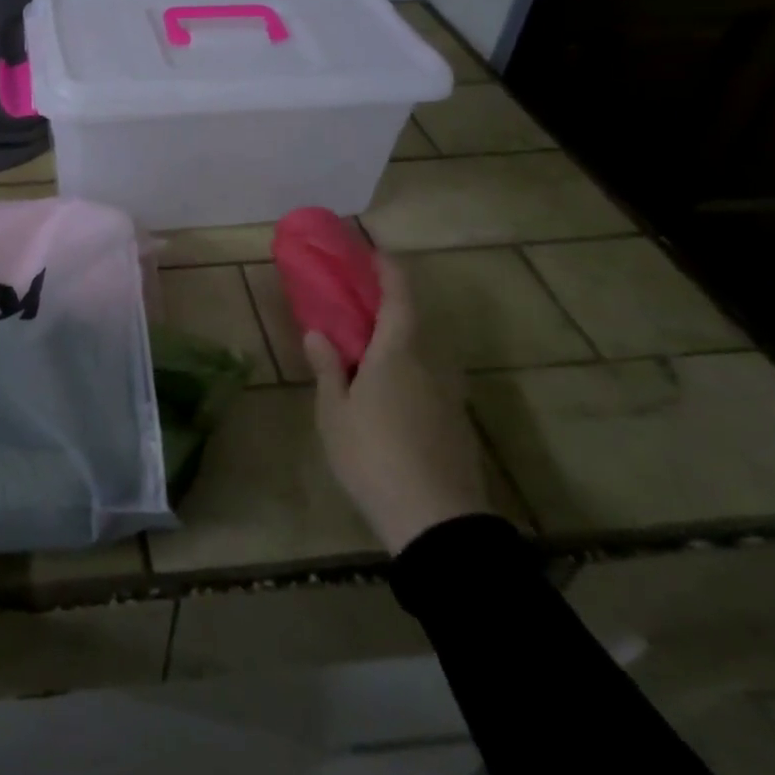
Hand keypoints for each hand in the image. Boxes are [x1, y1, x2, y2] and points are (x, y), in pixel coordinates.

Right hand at [303, 247, 488, 553]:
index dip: (388, 268)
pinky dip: (408, 367)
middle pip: (414, 320)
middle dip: (388, 304)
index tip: (372, 251)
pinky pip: (429, 377)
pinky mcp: (456, 421)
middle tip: (356, 304)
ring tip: (367, 348)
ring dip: (398, 338)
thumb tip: (318, 332)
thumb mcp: (334, 412)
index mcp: (399, 351)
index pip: (400, 294)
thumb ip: (327, 367)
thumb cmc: (373, 455)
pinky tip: (387, 390)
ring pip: (423, 351)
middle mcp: (431, 362)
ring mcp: (449, 393)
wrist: (436, 522)